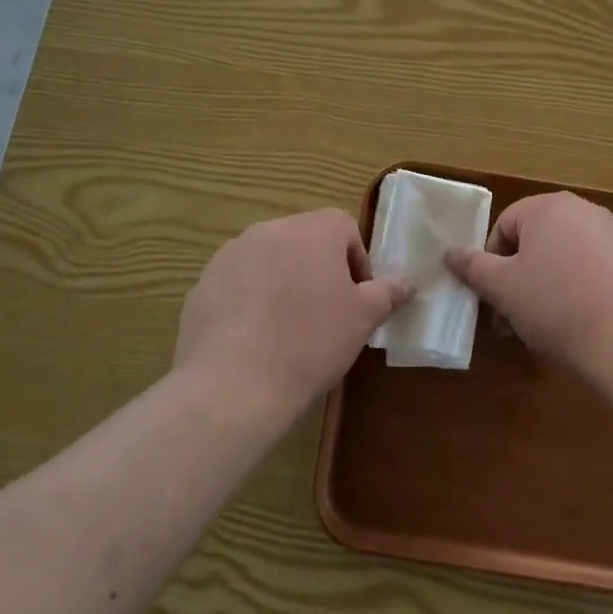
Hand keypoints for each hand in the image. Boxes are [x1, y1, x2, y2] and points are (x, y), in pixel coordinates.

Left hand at [173, 209, 411, 418]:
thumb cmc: (310, 343)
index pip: (344, 228)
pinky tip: (253, 340)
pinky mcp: (204, 282)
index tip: (356, 299)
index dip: (356, 262)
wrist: (233, 385)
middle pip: (304, 240)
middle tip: (324, 315)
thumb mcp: (362, 319)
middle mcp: (271, 229)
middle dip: (317, 270)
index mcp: (314, 230)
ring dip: (282, 282)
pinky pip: (237, 283)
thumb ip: (387, 292)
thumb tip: (408, 280)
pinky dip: (248, 301)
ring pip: (269, 260)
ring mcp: (232, 254)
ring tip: (286, 329)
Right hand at [446, 192, 612, 383]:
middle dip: (517, 278)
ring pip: (562, 257)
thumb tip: (449, 252)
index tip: (494, 300)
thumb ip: (473, 267)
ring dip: (544, 287)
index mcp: (549, 207)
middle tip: (511, 320)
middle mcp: (584, 210)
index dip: (491, 264)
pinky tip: (579, 325)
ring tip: (543, 328)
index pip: (504, 226)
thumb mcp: (504, 289)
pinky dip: (577, 291)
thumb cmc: (559, 307)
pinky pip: (592, 270)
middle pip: (534, 241)